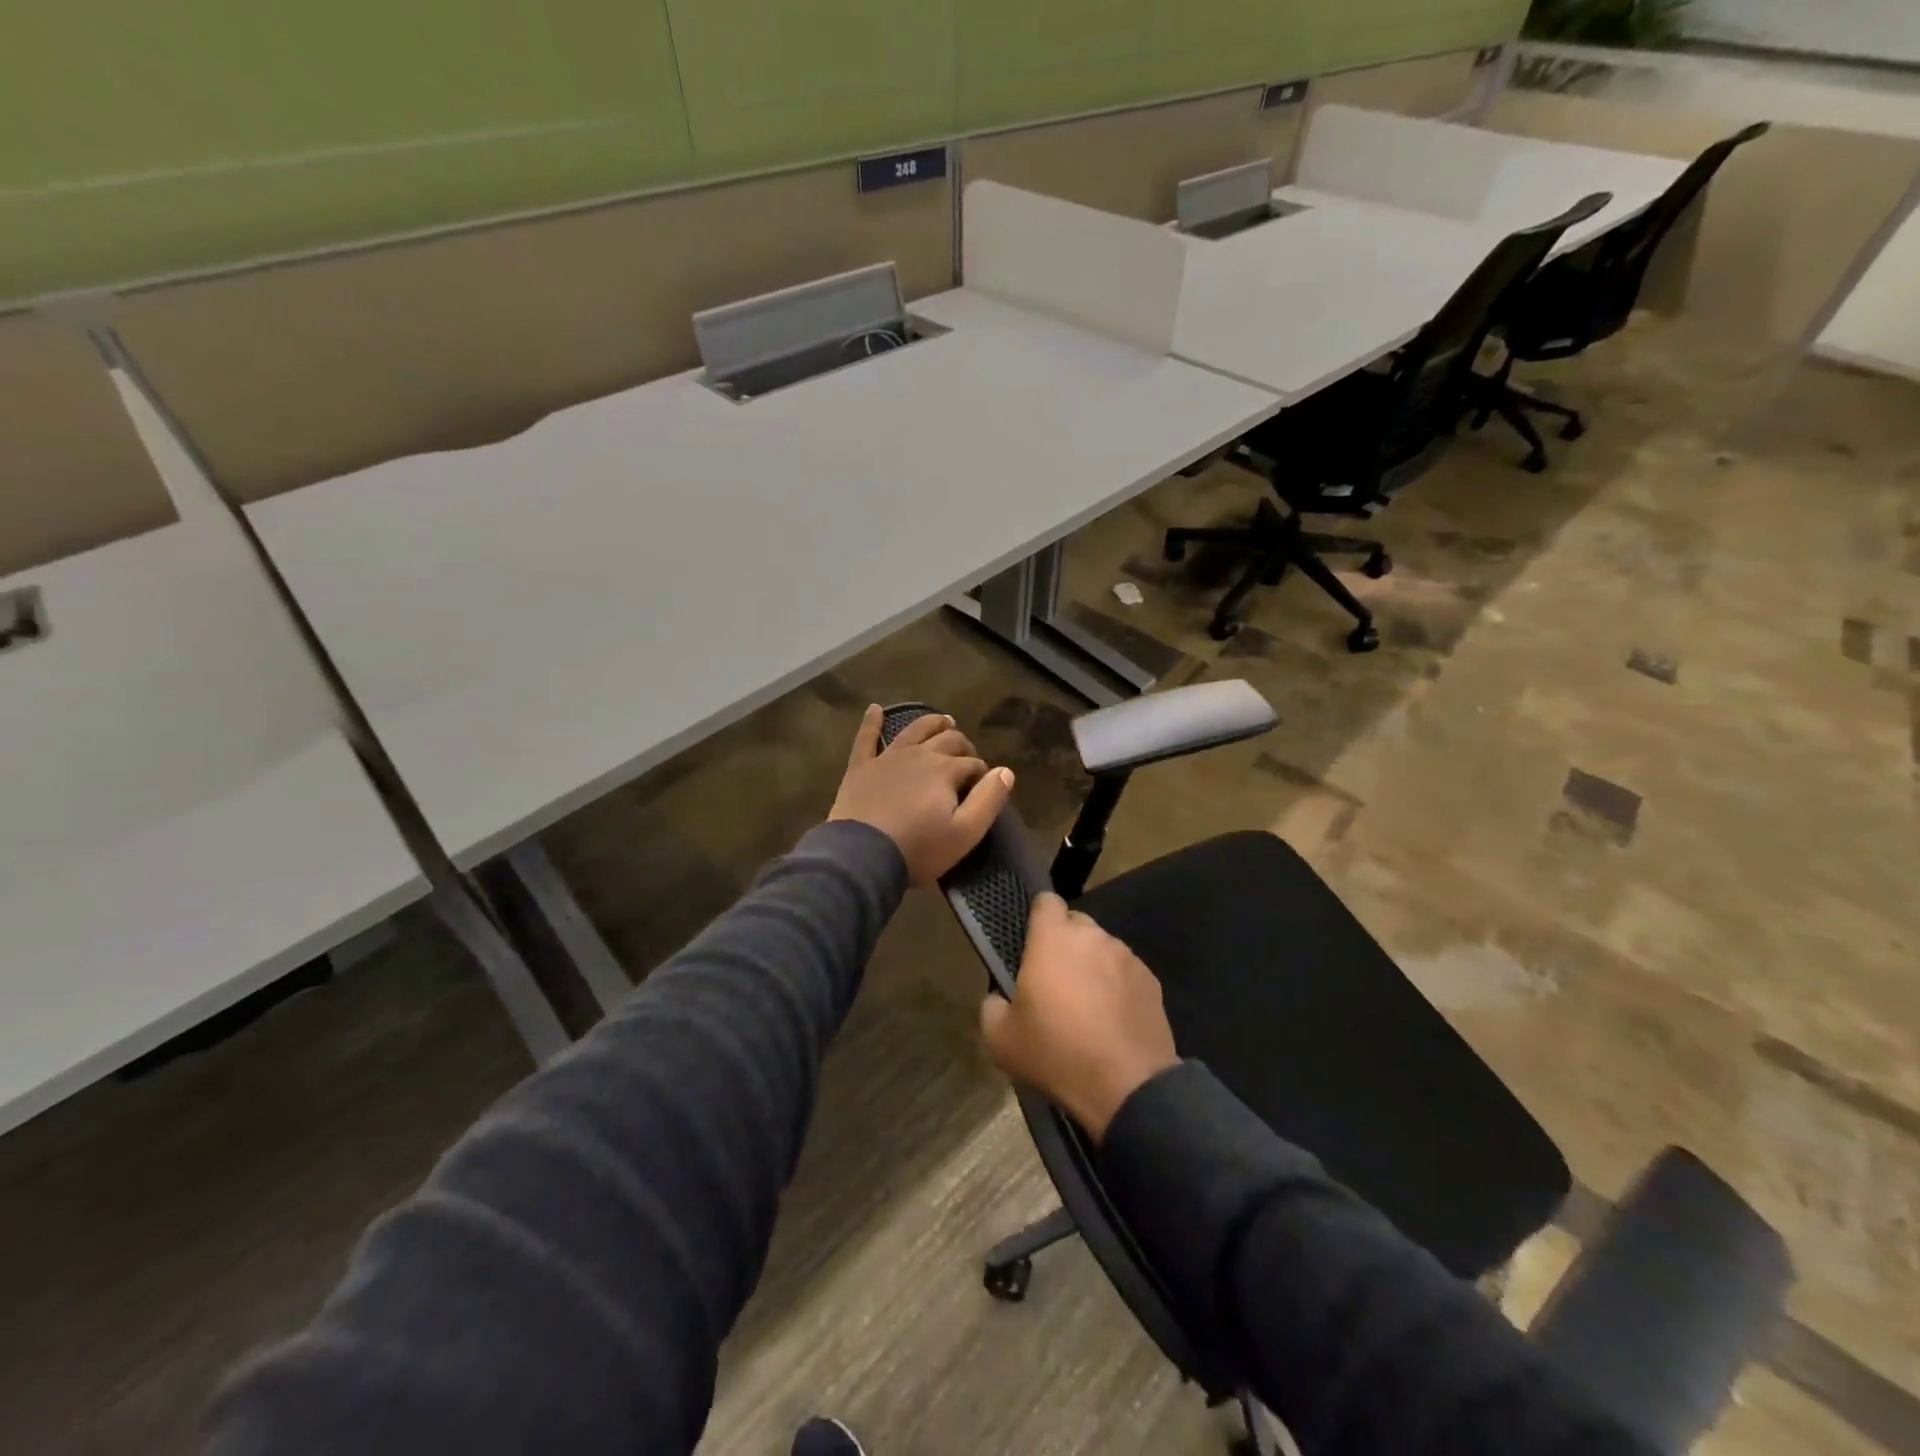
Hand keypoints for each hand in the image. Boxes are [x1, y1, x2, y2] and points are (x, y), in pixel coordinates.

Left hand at [830, 706, 1014, 885]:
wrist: (862, 856)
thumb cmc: (918, 848)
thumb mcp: (965, 833)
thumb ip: (989, 799)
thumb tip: (1005, 771)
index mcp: (946, 769)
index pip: (973, 763)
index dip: (982, 774)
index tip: (983, 788)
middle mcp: (920, 755)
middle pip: (948, 740)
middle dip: (963, 745)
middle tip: (968, 756)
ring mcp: (888, 758)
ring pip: (915, 730)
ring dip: (932, 723)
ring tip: (944, 721)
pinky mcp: (861, 767)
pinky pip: (866, 738)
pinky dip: (872, 722)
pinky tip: (875, 709)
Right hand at [979, 893, 1178, 1141]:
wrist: (1127, 1086)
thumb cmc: (1057, 1053)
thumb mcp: (1001, 1039)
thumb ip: (992, 1006)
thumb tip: (1000, 998)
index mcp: (1053, 938)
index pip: (1045, 901)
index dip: (1037, 918)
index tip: (1031, 944)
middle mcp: (1093, 936)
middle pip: (1075, 924)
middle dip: (1064, 944)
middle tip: (1054, 981)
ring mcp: (1126, 956)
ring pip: (1102, 948)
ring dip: (1092, 965)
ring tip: (1087, 1005)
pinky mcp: (1151, 980)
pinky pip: (1125, 972)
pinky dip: (1117, 986)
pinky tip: (1112, 1019)